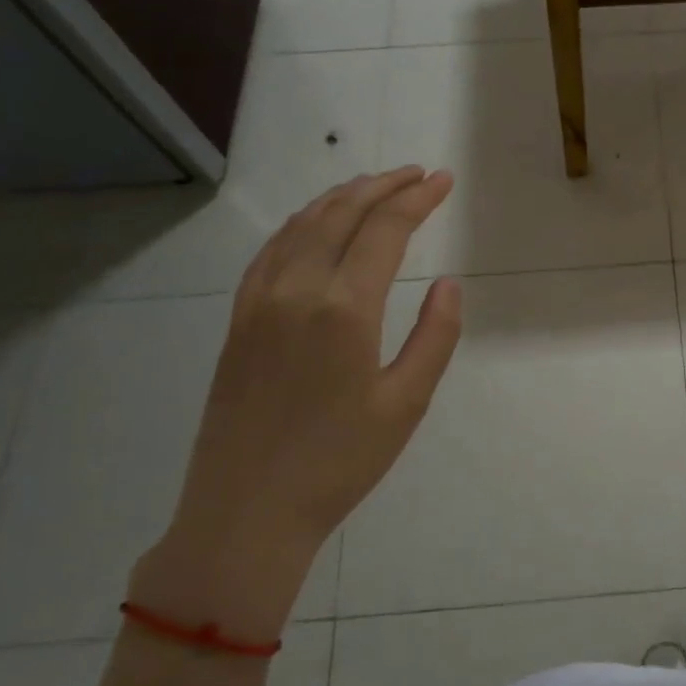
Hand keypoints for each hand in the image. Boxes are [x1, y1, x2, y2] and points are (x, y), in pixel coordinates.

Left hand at [131, 167, 461, 637]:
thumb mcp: (406, 404)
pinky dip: (302, 223)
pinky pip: (271, 250)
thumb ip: (435, 336)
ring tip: (375, 186)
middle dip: (383, 186)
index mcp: (344, 308)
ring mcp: (259, 301)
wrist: (246, 511)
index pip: (385, 229)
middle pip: (341, 213)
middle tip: (417, 173)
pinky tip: (317, 224)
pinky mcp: (239, 319)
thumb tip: (447, 284)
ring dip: (342, 197)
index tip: (443, 180)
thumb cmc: (339, 462)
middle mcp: (297, 289)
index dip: (417, 198)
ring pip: (302, 224)